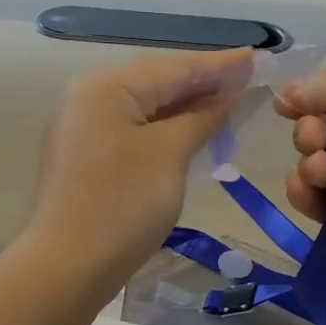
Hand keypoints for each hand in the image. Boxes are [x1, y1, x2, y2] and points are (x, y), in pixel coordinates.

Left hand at [27, 48, 252, 281]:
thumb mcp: (170, 154)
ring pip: (147, 108)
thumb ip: (201, 118)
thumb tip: (226, 97)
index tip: (257, 56)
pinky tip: (195, 129)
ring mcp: (85, 128)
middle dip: (205, 83)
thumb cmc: (123, 203)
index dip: (220, 65)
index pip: (174, 68)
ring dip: (189, 106)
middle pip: (158, 83)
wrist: (68, 268)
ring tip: (231, 99)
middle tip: (250, 77)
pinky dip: (168, 128)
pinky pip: (136, 130)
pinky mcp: (88, 157)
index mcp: (106, 87)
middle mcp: (90, 98)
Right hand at [275, 69, 325, 273]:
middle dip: (310, 131)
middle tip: (316, 138)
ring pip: (316, 163)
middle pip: (324, 128)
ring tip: (322, 170)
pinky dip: (305, 192)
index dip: (312, 97)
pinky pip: (316, 200)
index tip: (287, 104)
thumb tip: (289, 91)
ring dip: (308, 162)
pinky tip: (309, 188)